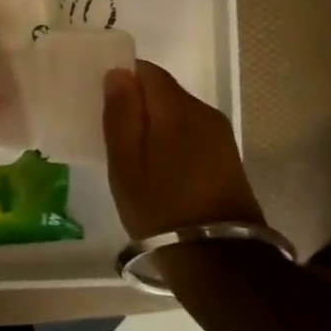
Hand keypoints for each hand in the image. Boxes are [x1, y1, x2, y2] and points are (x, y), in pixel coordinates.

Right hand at [103, 61, 263, 239]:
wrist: (218, 260)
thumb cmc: (160, 207)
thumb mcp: (125, 163)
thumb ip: (120, 114)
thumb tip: (118, 73)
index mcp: (177, 107)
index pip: (146, 71)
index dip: (122, 78)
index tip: (102, 101)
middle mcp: (204, 111)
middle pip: (163, 91)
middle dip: (138, 104)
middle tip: (111, 132)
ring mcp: (220, 135)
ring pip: (178, 113)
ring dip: (155, 125)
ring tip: (133, 154)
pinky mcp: (228, 158)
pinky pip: (191, 134)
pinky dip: (172, 141)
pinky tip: (158, 168)